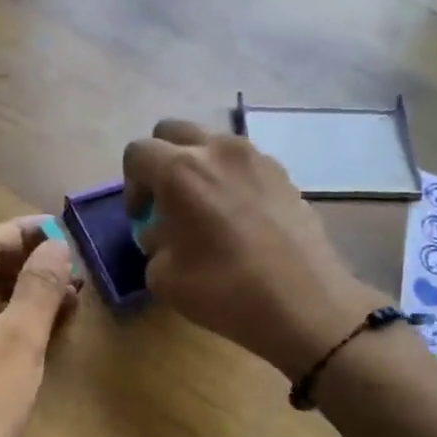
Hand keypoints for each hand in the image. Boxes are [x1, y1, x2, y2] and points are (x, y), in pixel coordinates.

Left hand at [0, 216, 80, 436]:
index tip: (67, 233)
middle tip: (75, 271)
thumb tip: (57, 244)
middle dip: (31, 265)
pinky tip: (47, 328)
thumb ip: (40, 285)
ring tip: (72, 298)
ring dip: (26, 293)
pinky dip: (13, 320)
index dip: (28, 232)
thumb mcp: (20, 337)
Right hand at [124, 120, 383, 377]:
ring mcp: (256, 157)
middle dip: (161, 161)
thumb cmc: (224, 290)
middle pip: (173, 132)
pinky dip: (230, 177)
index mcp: (180, 170)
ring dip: (197, 166)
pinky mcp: (284, 173)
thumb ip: (153, 243)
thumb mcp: (163, 277)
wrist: (305, 304)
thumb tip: (162, 232)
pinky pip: (243, 162)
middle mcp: (217, 150)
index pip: (138, 153)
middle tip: (165, 201)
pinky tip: (238, 217)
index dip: (131, 185)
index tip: (141, 216)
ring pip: (212, 143)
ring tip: (205, 207)